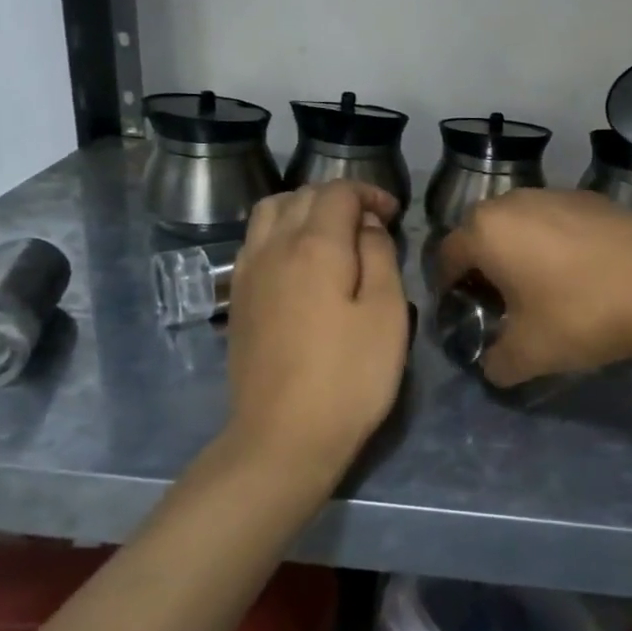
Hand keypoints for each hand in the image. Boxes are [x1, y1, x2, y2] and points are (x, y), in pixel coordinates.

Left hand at [220, 181, 408, 489]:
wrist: (283, 437)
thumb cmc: (349, 376)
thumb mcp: (386, 313)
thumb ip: (380, 256)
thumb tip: (367, 226)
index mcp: (315, 246)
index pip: (338, 193)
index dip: (370, 193)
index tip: (394, 214)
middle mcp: (273, 248)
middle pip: (301, 196)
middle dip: (338, 198)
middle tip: (370, 223)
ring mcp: (248, 274)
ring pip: (270, 213)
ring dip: (303, 209)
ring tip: (332, 235)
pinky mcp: (237, 300)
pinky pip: (255, 242)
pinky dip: (280, 232)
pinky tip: (300, 262)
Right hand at [437, 189, 631, 386]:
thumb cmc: (580, 315)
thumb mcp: (528, 354)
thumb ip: (496, 363)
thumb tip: (492, 365)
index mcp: (486, 231)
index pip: (446, 256)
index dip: (447, 287)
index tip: (461, 312)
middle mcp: (515, 201)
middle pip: (482, 233)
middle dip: (483, 265)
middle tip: (498, 301)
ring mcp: (557, 193)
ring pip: (522, 222)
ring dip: (520, 250)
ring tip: (540, 285)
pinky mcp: (594, 198)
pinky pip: (558, 220)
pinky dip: (555, 242)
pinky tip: (579, 272)